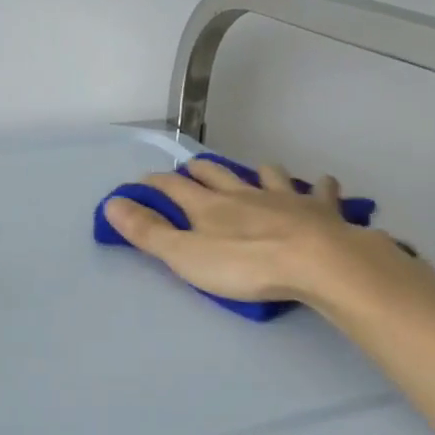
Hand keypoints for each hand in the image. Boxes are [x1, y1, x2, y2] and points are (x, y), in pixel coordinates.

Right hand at [102, 157, 365, 302]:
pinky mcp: (320, 210)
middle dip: (201, 169)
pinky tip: (322, 184)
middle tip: (192, 170)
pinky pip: (320, 191)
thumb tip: (112, 203)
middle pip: (217, 173)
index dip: (156, 182)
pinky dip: (319, 186)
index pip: (174, 186)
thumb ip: (149, 232)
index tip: (143, 182)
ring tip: (256, 173)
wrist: (318, 263)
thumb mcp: (186, 255)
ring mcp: (284, 198)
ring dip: (258, 172)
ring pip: (267, 175)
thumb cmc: (246, 264)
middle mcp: (243, 194)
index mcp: (209, 206)